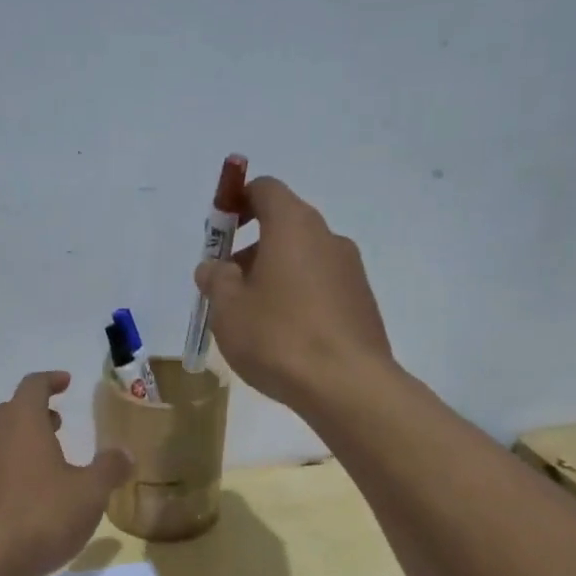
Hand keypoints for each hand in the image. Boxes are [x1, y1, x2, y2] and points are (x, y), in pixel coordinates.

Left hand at [0, 372, 132, 575]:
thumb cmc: (41, 514)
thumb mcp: (89, 492)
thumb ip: (109, 468)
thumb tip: (124, 453)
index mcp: (21, 420)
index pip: (34, 385)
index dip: (51, 380)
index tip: (66, 382)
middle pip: (13, 411)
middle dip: (37, 413)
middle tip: (59, 422)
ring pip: (0, 439)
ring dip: (23, 441)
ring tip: (48, 458)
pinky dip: (11, 466)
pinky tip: (29, 492)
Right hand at [195, 177, 392, 410]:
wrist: (347, 385)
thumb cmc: (278, 337)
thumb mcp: (228, 308)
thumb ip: (215, 279)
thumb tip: (213, 267)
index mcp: (294, 226)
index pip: (265, 190)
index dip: (238, 201)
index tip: (220, 231)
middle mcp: (328, 238)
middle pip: (284, 227)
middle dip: (252, 249)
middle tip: (228, 287)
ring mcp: (351, 271)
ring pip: (303, 260)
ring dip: (274, 276)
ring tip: (253, 321)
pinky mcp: (362, 303)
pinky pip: (321, 288)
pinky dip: (298, 299)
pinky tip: (284, 338)